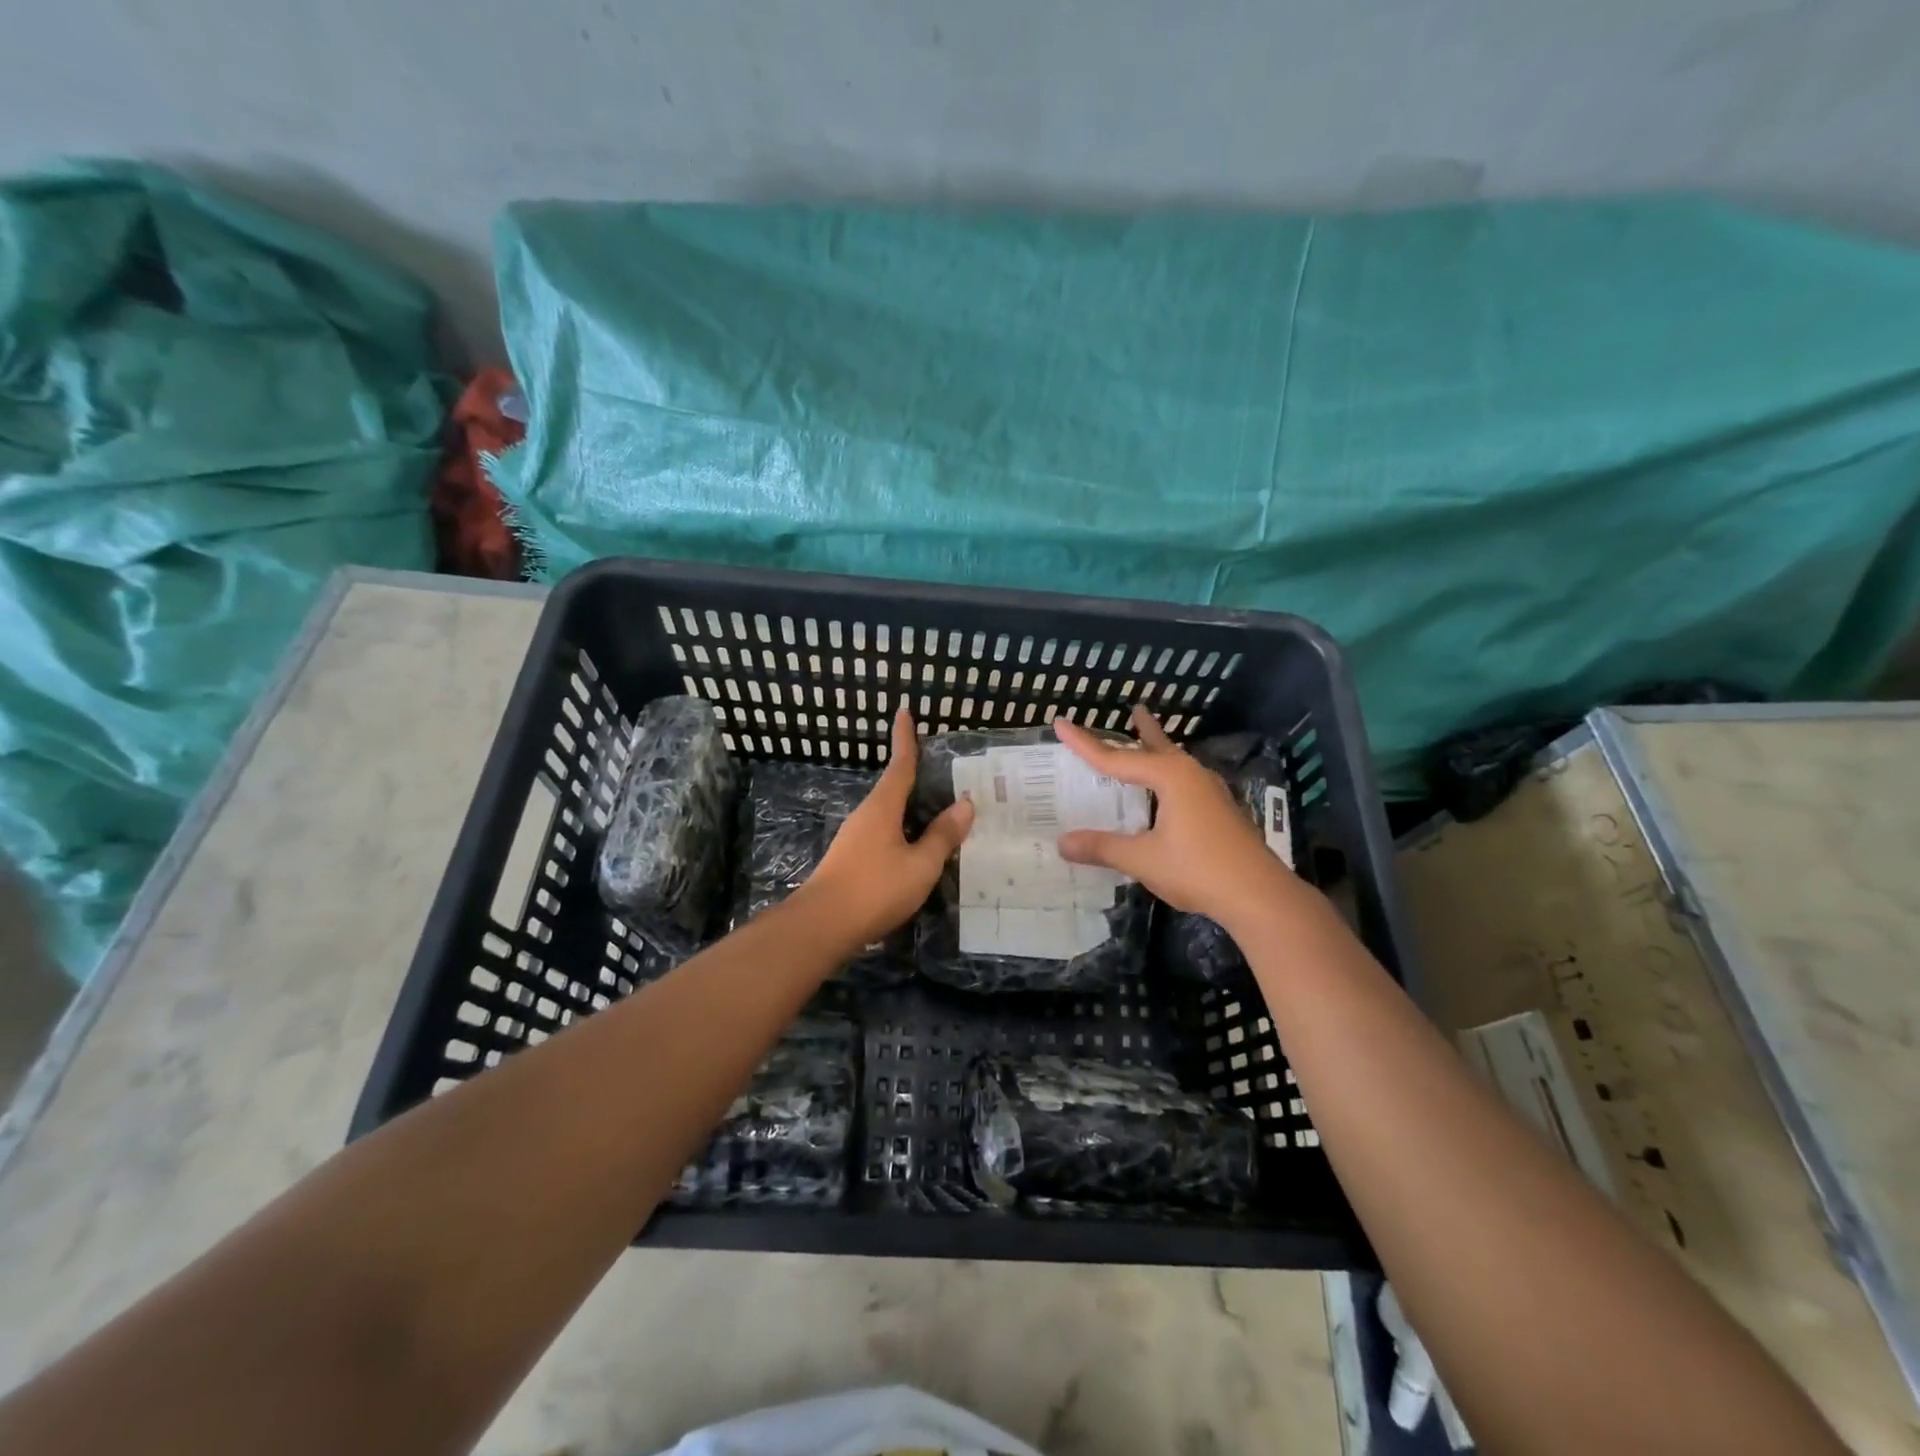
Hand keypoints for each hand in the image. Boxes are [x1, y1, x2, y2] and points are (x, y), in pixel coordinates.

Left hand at [796, 706, 974, 949]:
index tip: (904, 712)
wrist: (822, 925)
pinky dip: (902, 833)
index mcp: (883, 808)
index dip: (905, 739)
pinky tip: (914, 850)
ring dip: (909, 810)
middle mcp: (866, 816)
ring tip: (936, 814)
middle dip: (914, 777)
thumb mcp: (920, 865)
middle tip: (941, 772)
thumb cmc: (875, 888)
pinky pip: (883, 836)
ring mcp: (854, 839)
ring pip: (888, 815)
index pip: (900, 765)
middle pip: (893, 789)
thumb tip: (965, 803)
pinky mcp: (850, 861)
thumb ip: (943, 835)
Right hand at [1054, 706, 1298, 932]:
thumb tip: (1062, 843)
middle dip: (1142, 731)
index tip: (1061, 724)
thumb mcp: (1143, 859)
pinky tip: (1169, 791)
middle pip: (1156, 748)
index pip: (1116, 758)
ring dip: (1160, 751)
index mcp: (1170, 777)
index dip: (1085, 744)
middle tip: (1134, 709)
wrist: (1259, 896)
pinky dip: (1169, 776)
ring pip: (1176, 763)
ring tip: (1150, 740)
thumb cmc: (1198, 869)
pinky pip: (1185, 782)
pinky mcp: (1220, 811)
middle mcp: (1191, 775)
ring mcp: (1210, 793)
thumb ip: (1102, 848)